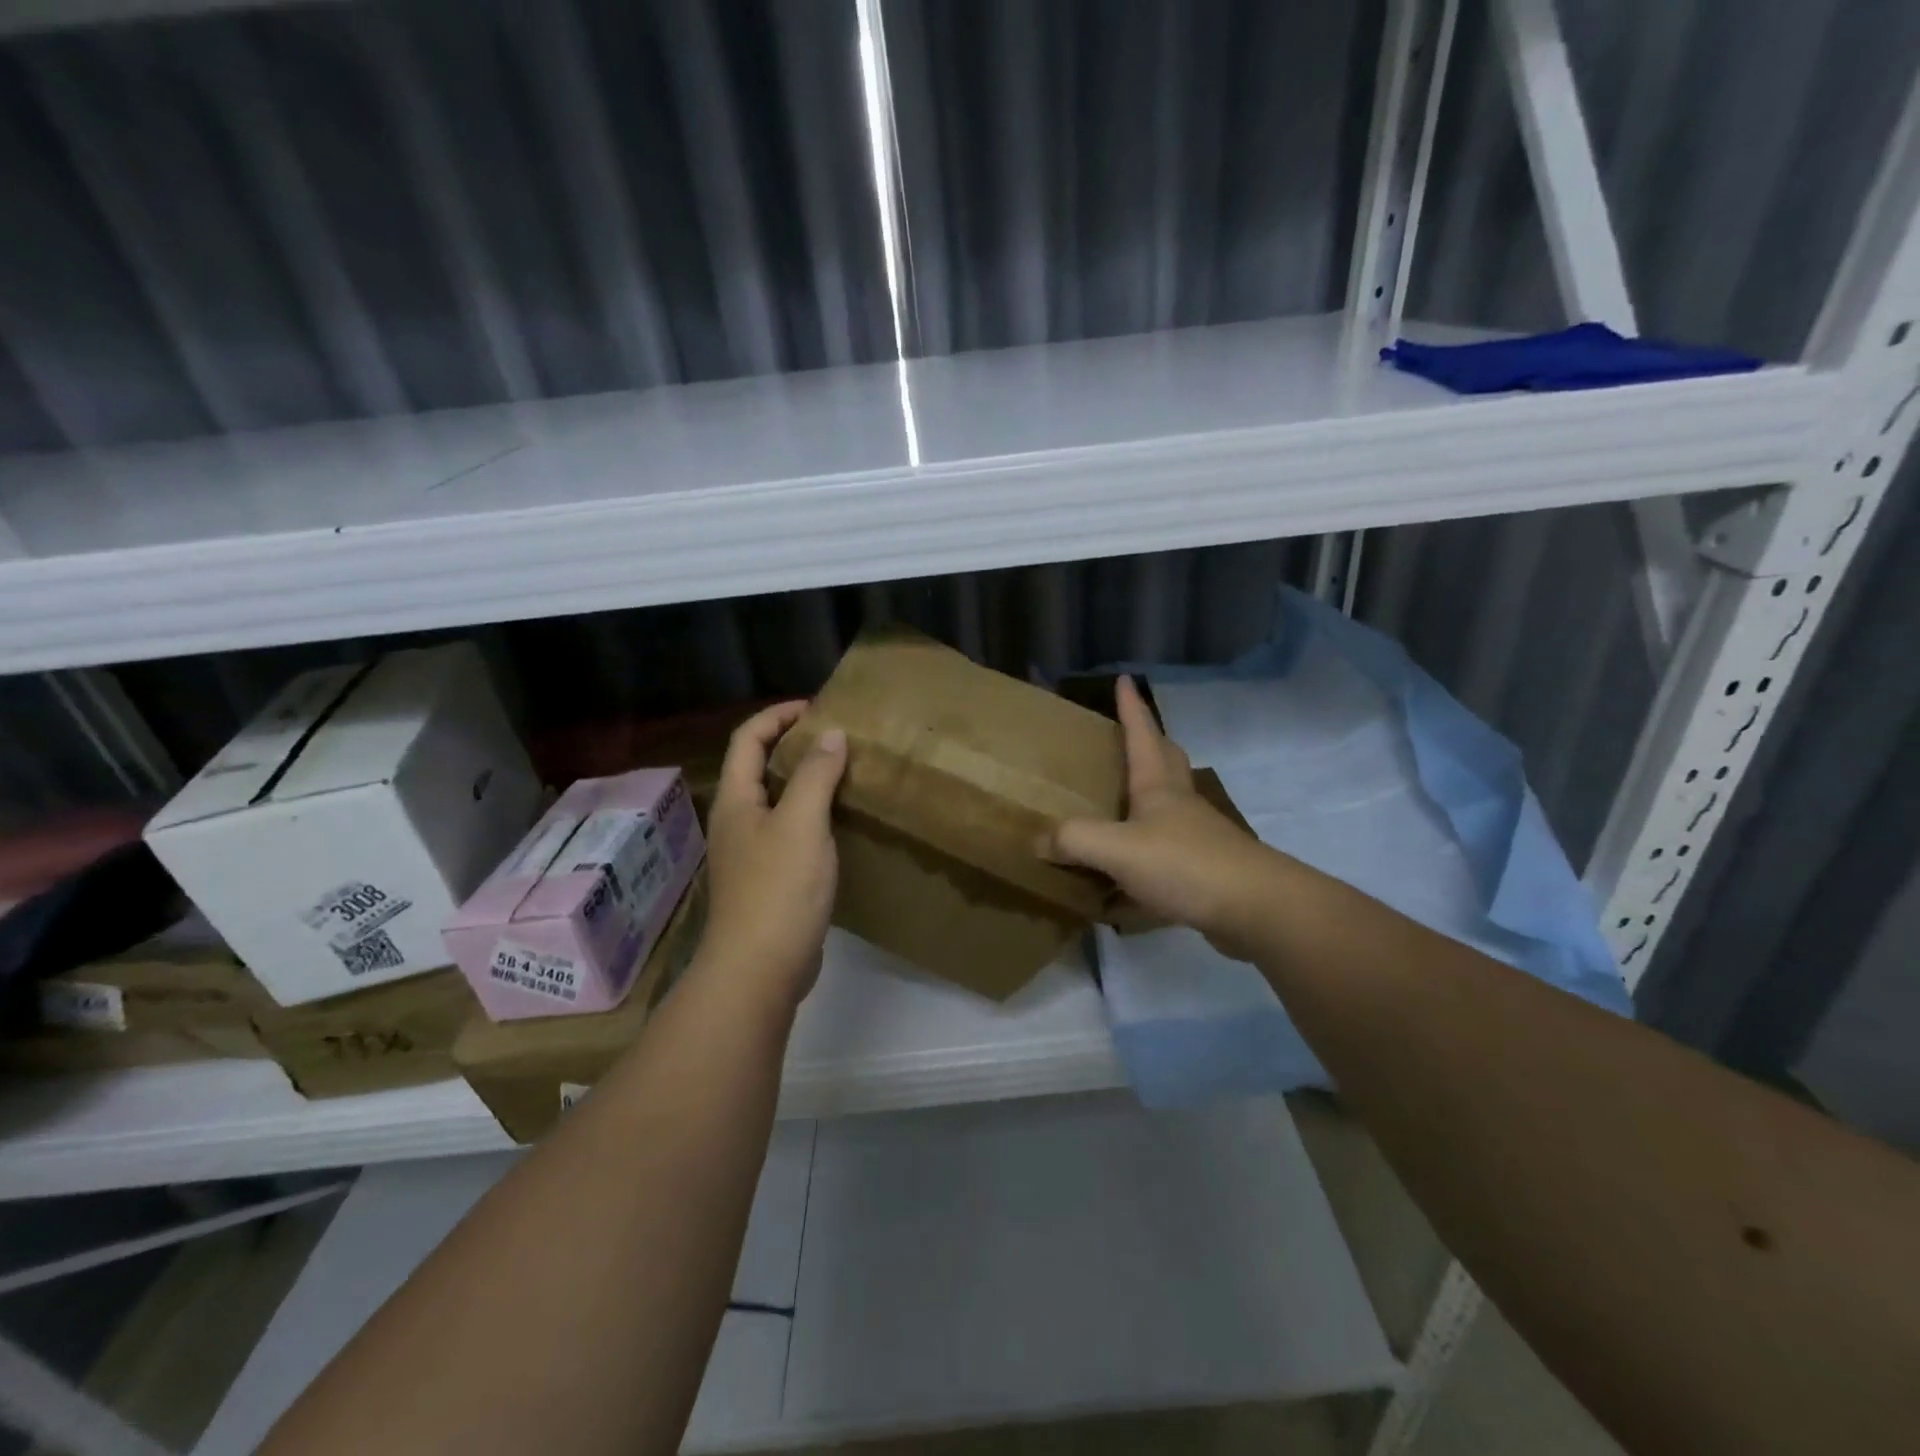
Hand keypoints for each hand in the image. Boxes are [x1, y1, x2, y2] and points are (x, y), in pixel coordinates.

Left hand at [697, 702, 847, 1010]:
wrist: (760, 969)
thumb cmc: (778, 889)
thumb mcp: (802, 823)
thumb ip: (815, 775)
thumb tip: (831, 734)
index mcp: (736, 801)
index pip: (747, 739)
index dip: (777, 716)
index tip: (817, 709)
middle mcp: (737, 821)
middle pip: (758, 767)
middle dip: (793, 745)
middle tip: (837, 738)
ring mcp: (751, 853)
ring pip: (776, 801)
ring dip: (805, 780)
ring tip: (844, 773)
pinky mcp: (768, 880)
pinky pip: (789, 831)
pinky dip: (812, 815)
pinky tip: (839, 823)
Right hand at [1045, 676, 1270, 955]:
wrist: (1256, 908)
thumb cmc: (1185, 864)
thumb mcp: (1118, 849)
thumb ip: (1075, 840)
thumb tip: (1038, 838)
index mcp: (1158, 787)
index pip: (1143, 734)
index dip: (1132, 707)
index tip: (1125, 679)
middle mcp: (1179, 803)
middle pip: (1167, 759)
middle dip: (1149, 740)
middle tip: (1128, 733)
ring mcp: (1197, 835)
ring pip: (1171, 801)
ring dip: (1150, 790)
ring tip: (1121, 795)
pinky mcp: (1205, 868)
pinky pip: (1170, 844)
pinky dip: (1149, 841)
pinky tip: (1132, 861)